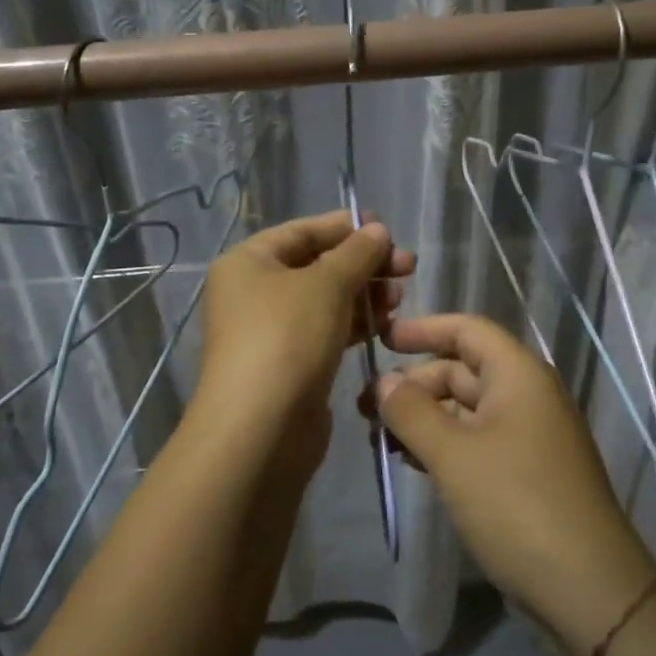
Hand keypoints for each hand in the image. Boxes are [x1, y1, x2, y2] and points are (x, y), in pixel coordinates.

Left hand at [192, 211, 414, 468]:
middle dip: (363, 264)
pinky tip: (386, 325)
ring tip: (400, 297)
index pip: (302, 231)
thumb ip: (357, 252)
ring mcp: (270, 331)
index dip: (344, 227)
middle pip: (316, 266)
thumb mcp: (326, 284)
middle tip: (407, 267)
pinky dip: (354, 325)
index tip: (387, 229)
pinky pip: (326, 332)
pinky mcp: (290, 364)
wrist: (261, 428)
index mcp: (248, 262)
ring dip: (364, 295)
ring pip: (325, 301)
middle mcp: (253, 292)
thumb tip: (377, 230)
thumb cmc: (287, 337)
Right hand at [373, 314, 655, 655]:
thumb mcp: (453, 455)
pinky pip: (476, 441)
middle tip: (366, 406)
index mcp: (519, 375)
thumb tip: (385, 381)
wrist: (587, 590)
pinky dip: (443, 444)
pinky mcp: (525, 473)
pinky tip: (412, 461)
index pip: (467, 330)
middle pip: (462, 370)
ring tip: (379, 436)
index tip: (380, 339)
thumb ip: (412, 411)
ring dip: (423, 416)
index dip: (423, 329)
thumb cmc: (517, 504)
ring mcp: (528, 437)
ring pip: (466, 410)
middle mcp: (526, 396)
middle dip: (414, 382)